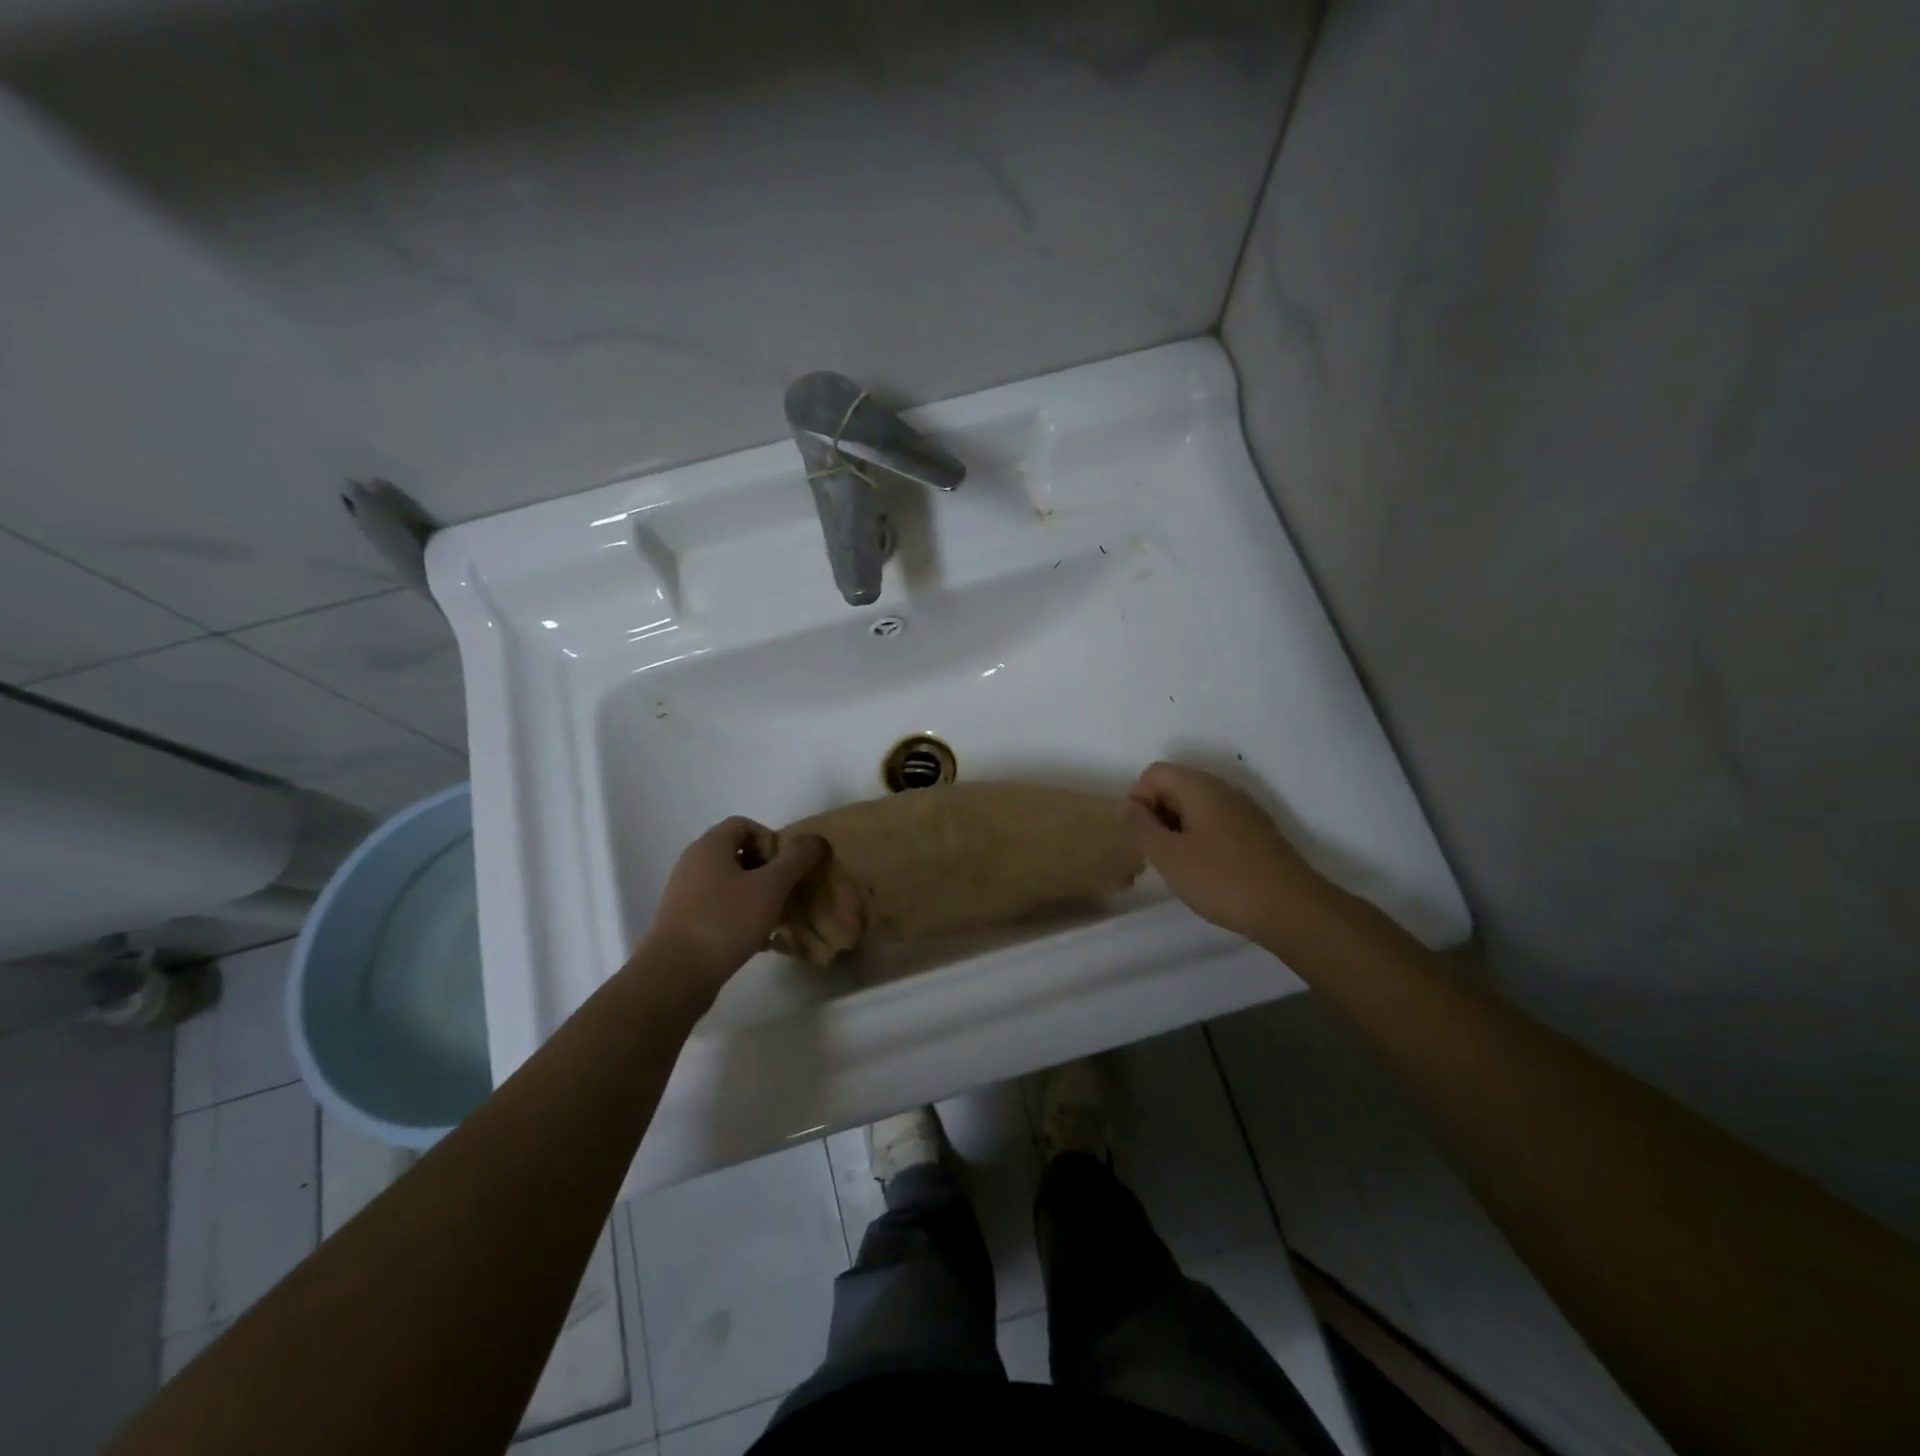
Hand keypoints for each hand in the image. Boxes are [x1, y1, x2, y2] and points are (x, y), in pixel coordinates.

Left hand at [643, 818, 825, 989]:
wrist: (675, 976)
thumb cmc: (725, 921)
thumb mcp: (770, 887)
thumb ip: (795, 859)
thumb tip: (814, 839)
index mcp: (709, 846)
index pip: (744, 825)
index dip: (770, 840)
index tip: (786, 867)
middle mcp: (693, 864)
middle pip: (739, 853)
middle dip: (769, 870)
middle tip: (787, 891)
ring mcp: (686, 894)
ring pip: (732, 883)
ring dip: (758, 895)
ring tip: (776, 917)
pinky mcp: (685, 921)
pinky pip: (721, 907)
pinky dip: (742, 915)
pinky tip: (758, 939)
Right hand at [1125, 762, 1328, 942]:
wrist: (1292, 910)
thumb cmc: (1222, 880)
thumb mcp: (1169, 856)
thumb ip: (1142, 827)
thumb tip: (1130, 806)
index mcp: (1200, 787)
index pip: (1154, 773)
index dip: (1138, 800)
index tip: (1140, 837)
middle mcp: (1223, 789)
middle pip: (1176, 786)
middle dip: (1157, 815)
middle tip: (1156, 854)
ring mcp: (1244, 810)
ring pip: (1197, 807)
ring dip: (1178, 829)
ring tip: (1178, 866)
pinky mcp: (1257, 832)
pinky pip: (1217, 823)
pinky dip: (1201, 839)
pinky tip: (1206, 872)